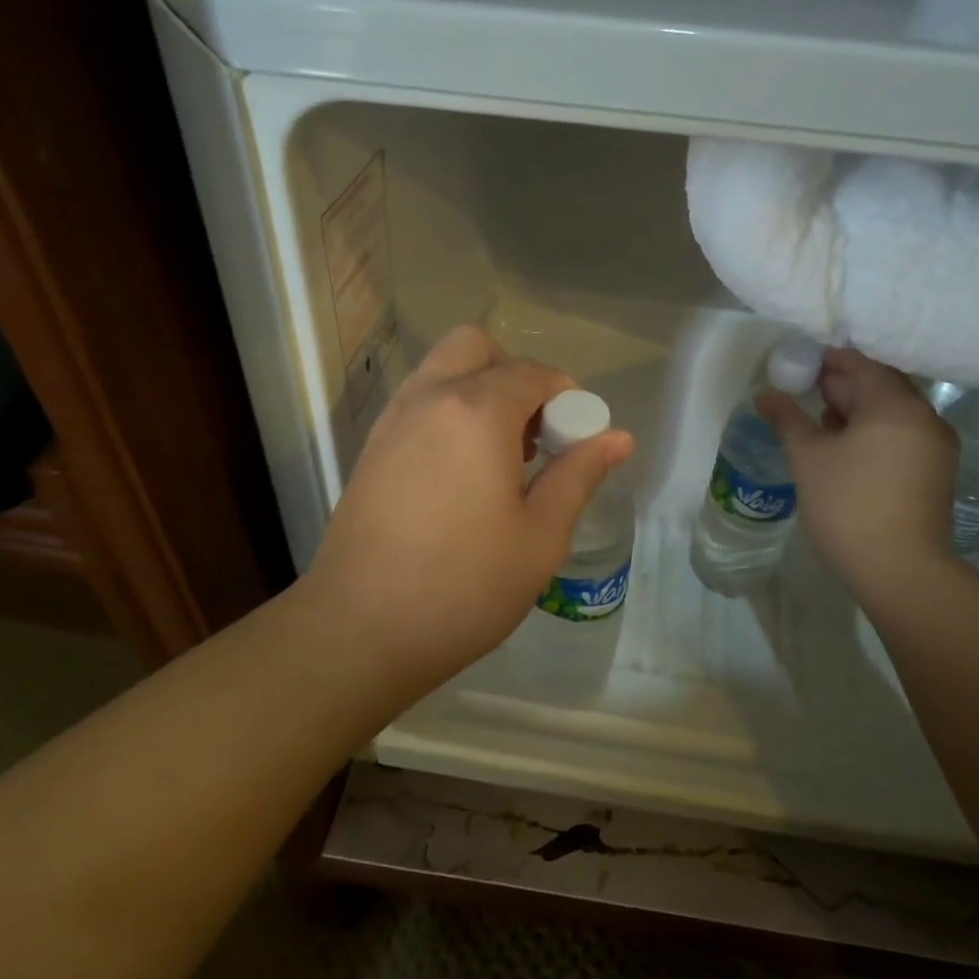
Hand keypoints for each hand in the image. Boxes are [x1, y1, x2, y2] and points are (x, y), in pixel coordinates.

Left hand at [304, 326, 634, 691]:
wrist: (361, 630)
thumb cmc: (465, 585)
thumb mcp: (541, 536)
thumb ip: (578, 475)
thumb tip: (617, 437)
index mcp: (476, 411)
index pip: (533, 373)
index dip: (566, 398)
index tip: (576, 440)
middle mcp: (428, 399)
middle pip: (476, 348)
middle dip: (514, 375)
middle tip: (532, 434)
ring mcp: (391, 422)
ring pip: (441, 372)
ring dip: (478, 392)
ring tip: (498, 460)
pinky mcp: (370, 451)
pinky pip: (418, 405)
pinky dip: (448, 415)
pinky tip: (460, 477)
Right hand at [756, 349, 957, 594]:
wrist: (899, 570)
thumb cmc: (848, 505)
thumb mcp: (808, 458)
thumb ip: (787, 419)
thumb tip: (764, 395)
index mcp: (895, 405)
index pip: (861, 364)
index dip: (828, 360)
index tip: (799, 365)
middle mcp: (925, 417)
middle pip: (881, 386)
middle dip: (843, 385)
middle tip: (806, 389)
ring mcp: (936, 446)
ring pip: (892, 413)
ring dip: (858, 410)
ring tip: (820, 419)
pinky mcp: (936, 472)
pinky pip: (902, 436)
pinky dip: (874, 432)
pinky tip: (846, 448)